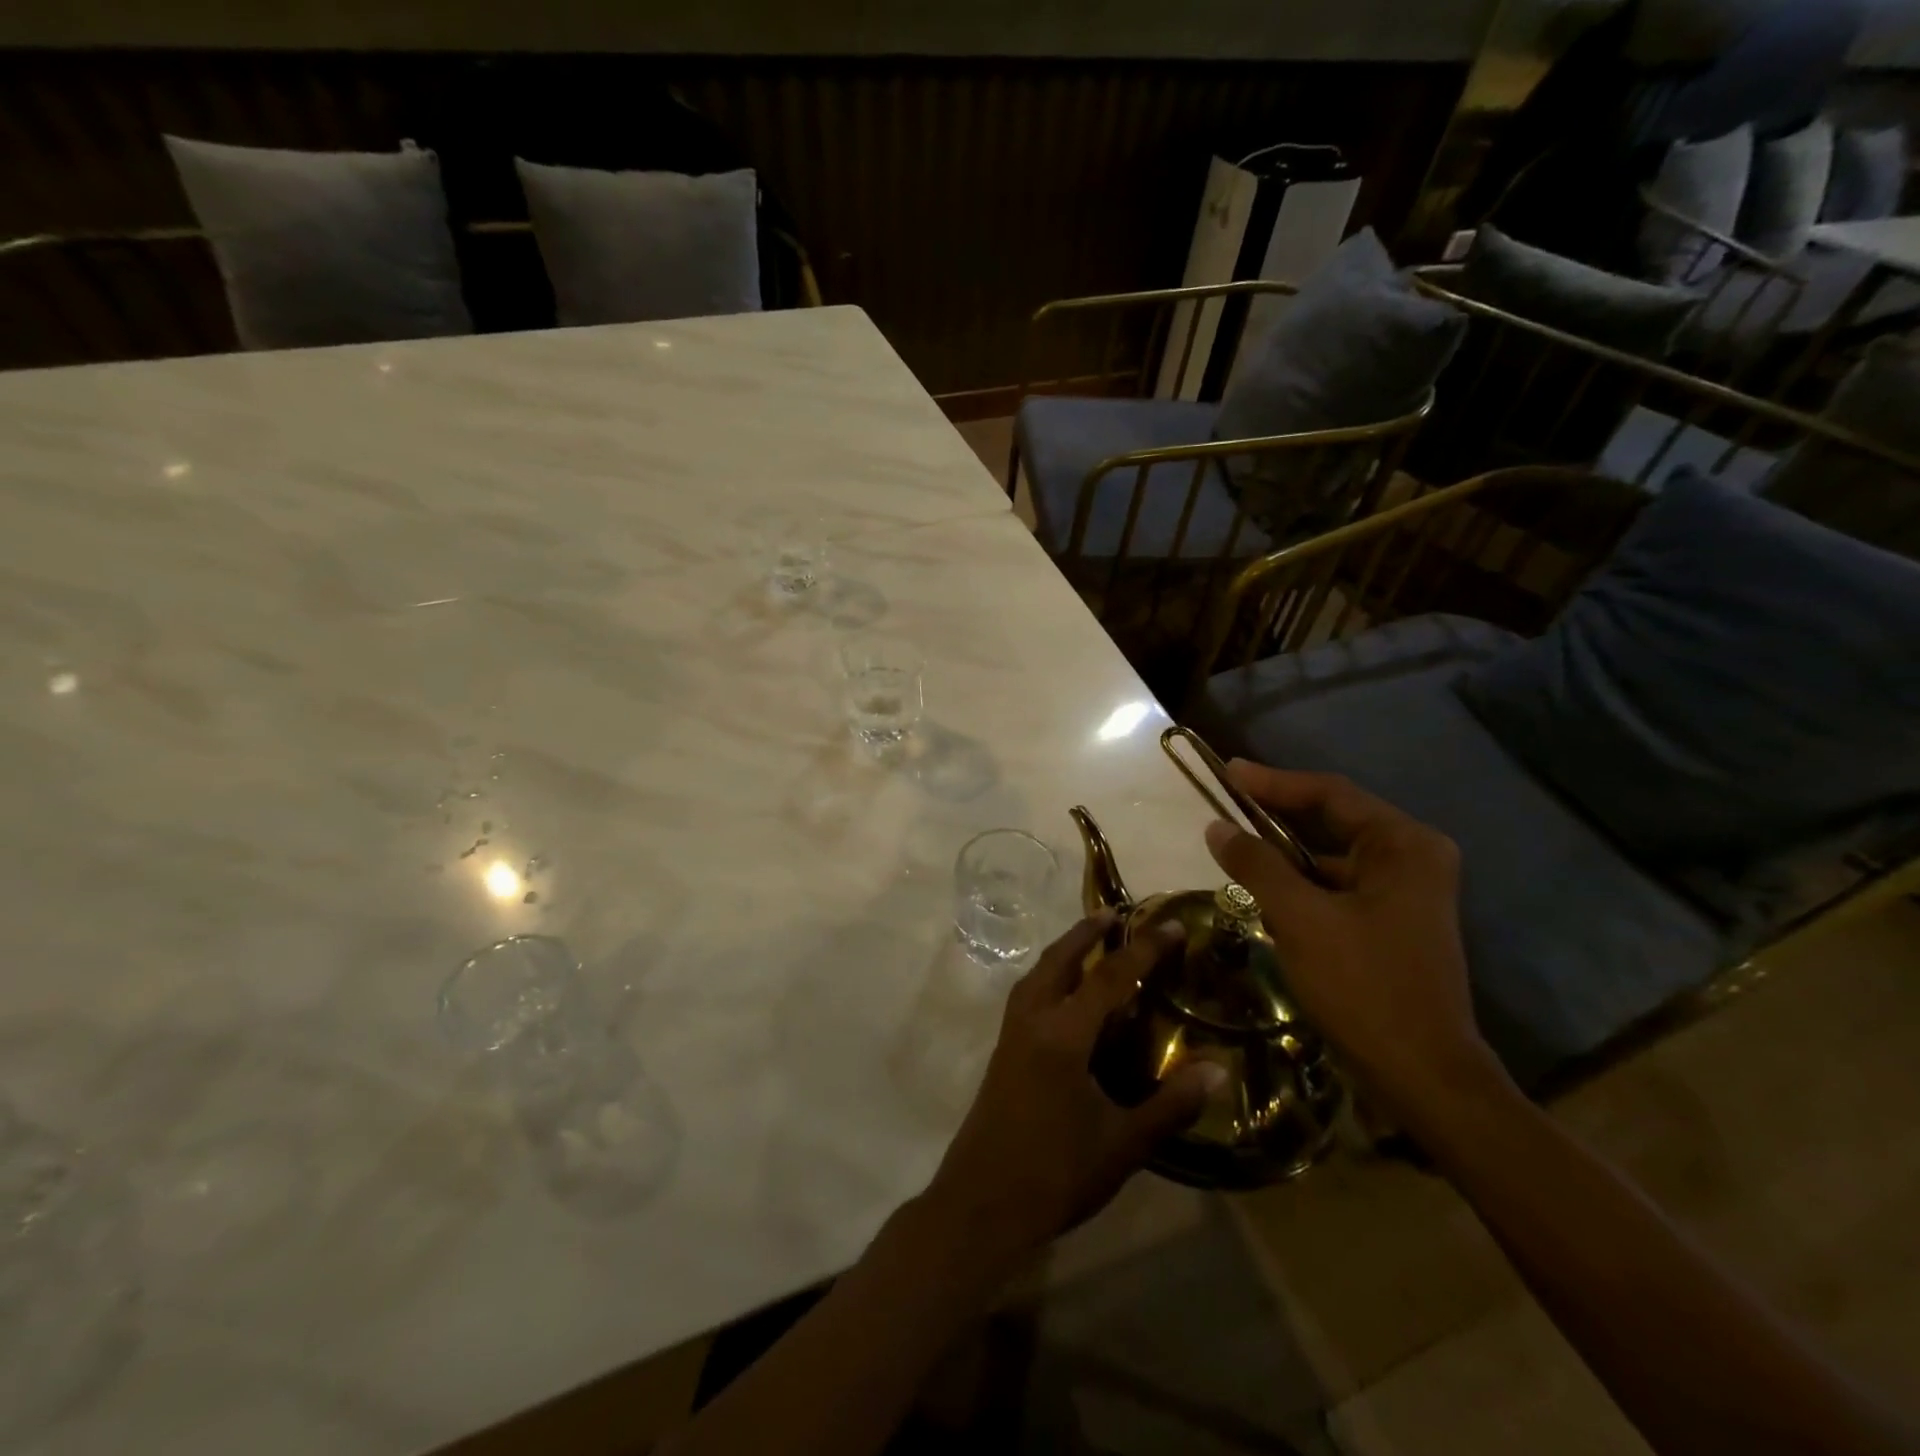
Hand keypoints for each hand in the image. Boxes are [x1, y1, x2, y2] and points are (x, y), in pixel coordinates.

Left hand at [918, 915, 1223, 1272]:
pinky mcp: (1002, 1051)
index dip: (1144, 948)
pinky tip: (1064, 993)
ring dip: (1065, 950)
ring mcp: (1011, 1034)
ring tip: (1090, 940)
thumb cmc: (1056, 1172)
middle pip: (1060, 959)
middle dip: (1088, 931)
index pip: (1109, 977)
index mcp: (1063, 1034)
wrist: (982, 1203)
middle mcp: (1032, 1020)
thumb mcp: (1123, 1144)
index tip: (1172, 925)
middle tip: (1116, 912)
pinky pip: (1028, 993)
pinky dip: (1050, 975)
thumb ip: (1170, 1104)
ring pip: (1038, 973)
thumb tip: (1218, 1071)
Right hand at [1204, 760, 1505, 1125]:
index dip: (1274, 781)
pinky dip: (1301, 884)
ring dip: (1285, 854)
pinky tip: (1265, 893)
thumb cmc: (1364, 986)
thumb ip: (1257, 865)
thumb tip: (1216, 826)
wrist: (1423, 1076)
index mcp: (1404, 845)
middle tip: (1227, 802)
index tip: (1228, 772)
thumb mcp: (1301, 918)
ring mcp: (1406, 892)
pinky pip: (1337, 886)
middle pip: (1333, 820)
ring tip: (1236, 847)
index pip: (1330, 794)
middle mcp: (1413, 858)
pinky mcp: (1393, 922)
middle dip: (1277, 814)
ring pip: (1331, 856)